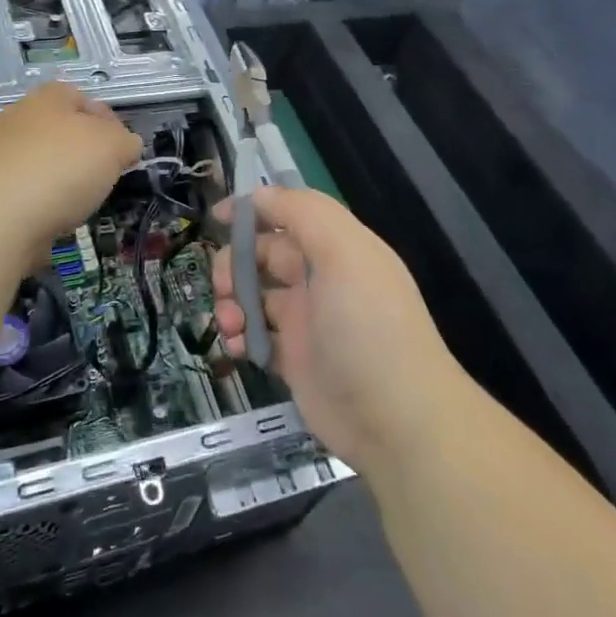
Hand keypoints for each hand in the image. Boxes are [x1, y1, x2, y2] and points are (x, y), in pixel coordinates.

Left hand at [0, 82, 140, 251]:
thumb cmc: (60, 169)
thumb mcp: (113, 147)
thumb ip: (125, 142)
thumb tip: (125, 146)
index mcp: (48, 98)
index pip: (83, 98)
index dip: (107, 122)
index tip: (123, 151)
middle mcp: (17, 119)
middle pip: (59, 133)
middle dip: (82, 156)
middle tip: (102, 180)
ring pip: (39, 167)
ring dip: (58, 186)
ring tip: (75, 209)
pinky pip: (20, 199)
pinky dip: (35, 212)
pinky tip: (45, 228)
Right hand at [213, 187, 458, 472]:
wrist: (398, 421)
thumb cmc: (367, 327)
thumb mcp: (344, 253)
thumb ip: (303, 213)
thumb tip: (260, 194)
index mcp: (337, 248)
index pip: (289, 215)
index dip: (254, 211)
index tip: (217, 218)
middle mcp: (321, 279)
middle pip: (264, 255)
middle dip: (234, 264)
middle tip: (224, 288)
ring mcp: (308, 322)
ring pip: (254, 297)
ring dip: (232, 303)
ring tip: (230, 326)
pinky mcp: (297, 362)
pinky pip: (257, 338)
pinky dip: (240, 338)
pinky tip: (237, 349)